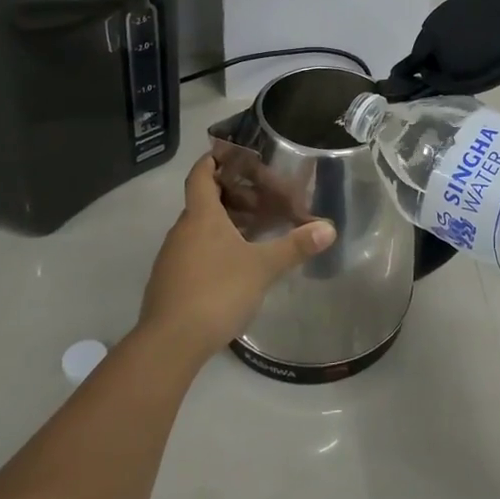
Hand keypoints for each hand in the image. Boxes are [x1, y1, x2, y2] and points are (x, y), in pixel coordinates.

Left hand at [136, 154, 335, 366]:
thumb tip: (329, 228)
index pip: (201, 175)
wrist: (170, 343)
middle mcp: (182, 231)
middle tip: (262, 198)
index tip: (231, 154)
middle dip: (231, 196)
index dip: (213, 160)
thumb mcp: (263, 268)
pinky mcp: (170, 282)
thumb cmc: (217, 292)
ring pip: (199, 229)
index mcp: (201, 217)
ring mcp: (172, 258)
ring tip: (255, 231)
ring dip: (224, 224)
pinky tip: (235, 265)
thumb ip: (295, 246)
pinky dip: (214, 247)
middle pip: (203, 201)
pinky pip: (194, 251)